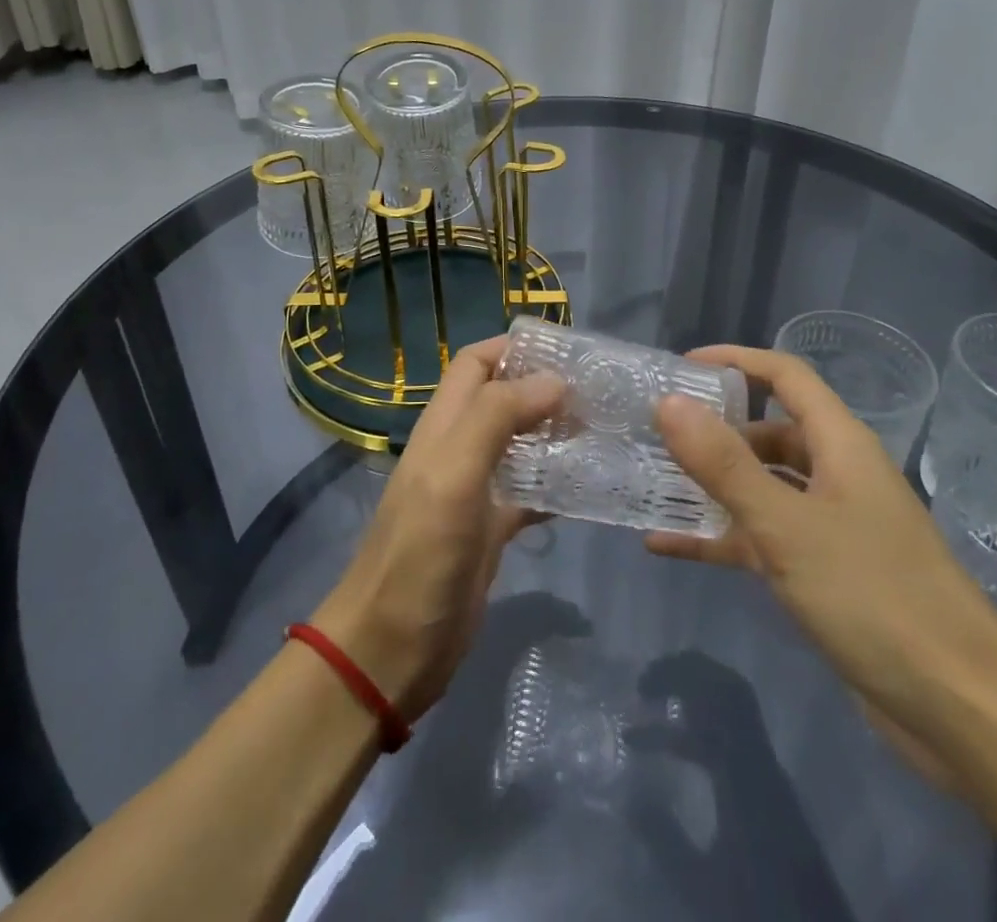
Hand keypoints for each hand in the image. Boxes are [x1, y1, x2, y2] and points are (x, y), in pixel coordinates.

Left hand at [309, 336, 563, 722]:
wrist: (391, 649)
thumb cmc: (419, 553)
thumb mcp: (453, 474)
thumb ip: (496, 418)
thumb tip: (553, 379)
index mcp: (443, 426)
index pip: (476, 363)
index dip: (514, 348)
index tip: (568, 351)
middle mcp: (459, 449)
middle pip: (502, 399)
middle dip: (545, 387)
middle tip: (600, 392)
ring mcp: (475, 490)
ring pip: (520, 443)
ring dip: (555, 432)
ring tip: (605, 430)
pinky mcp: (491, 529)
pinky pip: (530, 492)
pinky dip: (557, 483)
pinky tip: (590, 487)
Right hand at [628, 652, 855, 921]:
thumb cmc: (757, 907)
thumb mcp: (701, 885)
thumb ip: (663, 839)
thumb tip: (629, 796)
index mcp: (741, 772)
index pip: (703, 710)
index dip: (665, 700)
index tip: (634, 710)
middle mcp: (759, 755)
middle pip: (726, 685)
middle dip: (684, 672)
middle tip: (647, 680)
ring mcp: (769, 762)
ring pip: (735, 697)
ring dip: (699, 684)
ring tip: (663, 689)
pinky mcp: (772, 776)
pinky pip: (740, 721)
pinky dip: (711, 710)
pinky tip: (687, 730)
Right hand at [646, 346, 996, 759]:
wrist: (962, 710)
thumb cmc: (875, 597)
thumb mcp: (787, 525)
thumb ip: (724, 464)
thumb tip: (669, 402)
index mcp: (841, 445)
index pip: (786, 376)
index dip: (735, 361)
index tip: (681, 368)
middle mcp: (838, 474)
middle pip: (770, 431)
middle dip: (715, 428)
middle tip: (656, 432)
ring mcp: (832, 526)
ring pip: (763, 486)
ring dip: (713, 484)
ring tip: (653, 481)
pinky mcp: (824, 573)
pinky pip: (762, 539)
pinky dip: (720, 537)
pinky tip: (667, 545)